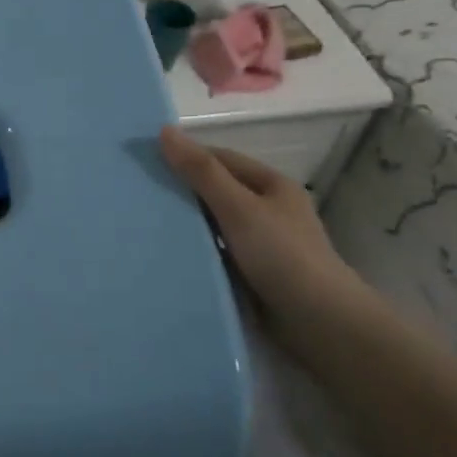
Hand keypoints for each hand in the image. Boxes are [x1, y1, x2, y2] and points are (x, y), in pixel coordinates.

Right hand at [159, 126, 359, 322]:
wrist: (320, 325)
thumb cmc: (282, 255)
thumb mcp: (238, 207)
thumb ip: (201, 171)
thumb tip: (165, 131)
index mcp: (271, 185)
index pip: (220, 160)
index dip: (185, 157)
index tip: (144, 162)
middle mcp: (267, 210)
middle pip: (216, 191)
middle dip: (181, 191)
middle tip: (136, 194)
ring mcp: (260, 244)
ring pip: (213, 225)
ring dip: (186, 225)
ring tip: (141, 224)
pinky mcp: (252, 274)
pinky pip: (215, 254)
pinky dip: (195, 252)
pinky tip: (166, 255)